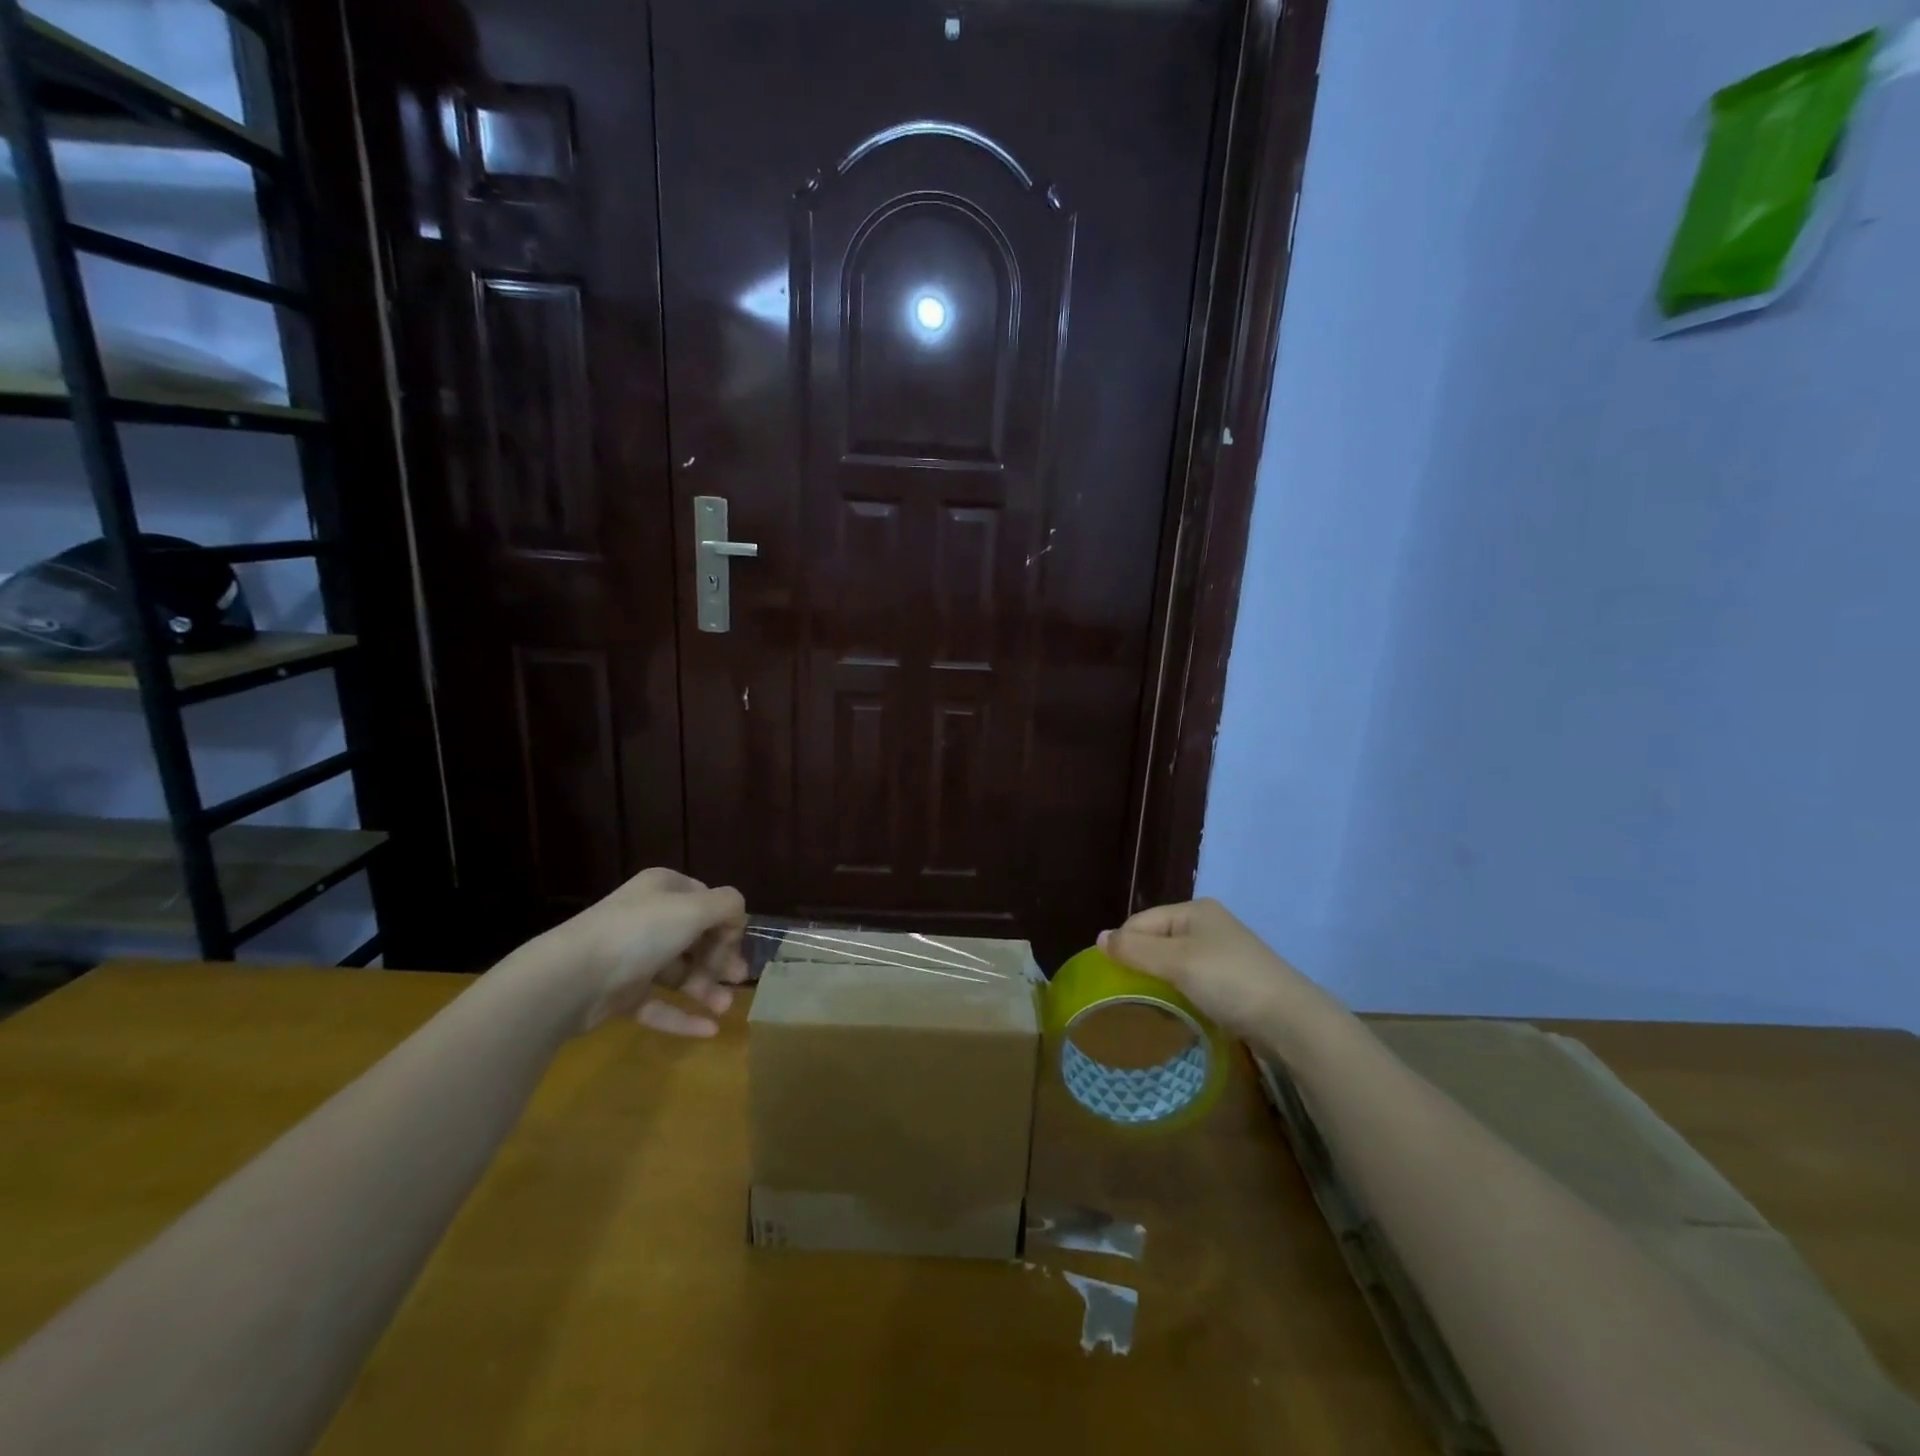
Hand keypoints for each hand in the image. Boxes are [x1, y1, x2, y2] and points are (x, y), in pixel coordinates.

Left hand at [544, 867, 749, 1036]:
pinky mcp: (621, 994)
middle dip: (720, 960)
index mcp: (663, 890)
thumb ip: (727, 906)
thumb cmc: (639, 933)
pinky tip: (709, 1031)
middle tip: (737, 980)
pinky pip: (659, 1005)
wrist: (570, 978)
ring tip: (725, 1008)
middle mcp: (648, 918)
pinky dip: (683, 1017)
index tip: (737, 946)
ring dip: (706, 989)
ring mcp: (632, 958)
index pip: (706, 901)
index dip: (726, 924)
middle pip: (696, 939)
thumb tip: (738, 918)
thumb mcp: (694, 908)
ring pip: (679, 973)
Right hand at [1098, 898, 1341, 1047]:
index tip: (1113, 981)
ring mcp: (1223, 953)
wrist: (1291, 1021)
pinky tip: (1178, 1012)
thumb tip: (1099, 938)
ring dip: (1160, 983)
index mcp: (1194, 910)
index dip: (1123, 948)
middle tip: (1129, 997)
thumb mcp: (1176, 961)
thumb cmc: (1229, 981)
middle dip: (1141, 966)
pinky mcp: (1233, 980)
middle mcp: (1208, 925)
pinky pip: (1193, 981)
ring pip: (1174, 963)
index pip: (1140, 922)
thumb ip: (1135, 949)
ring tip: (1150, 1008)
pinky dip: (1180, 994)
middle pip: (1156, 941)